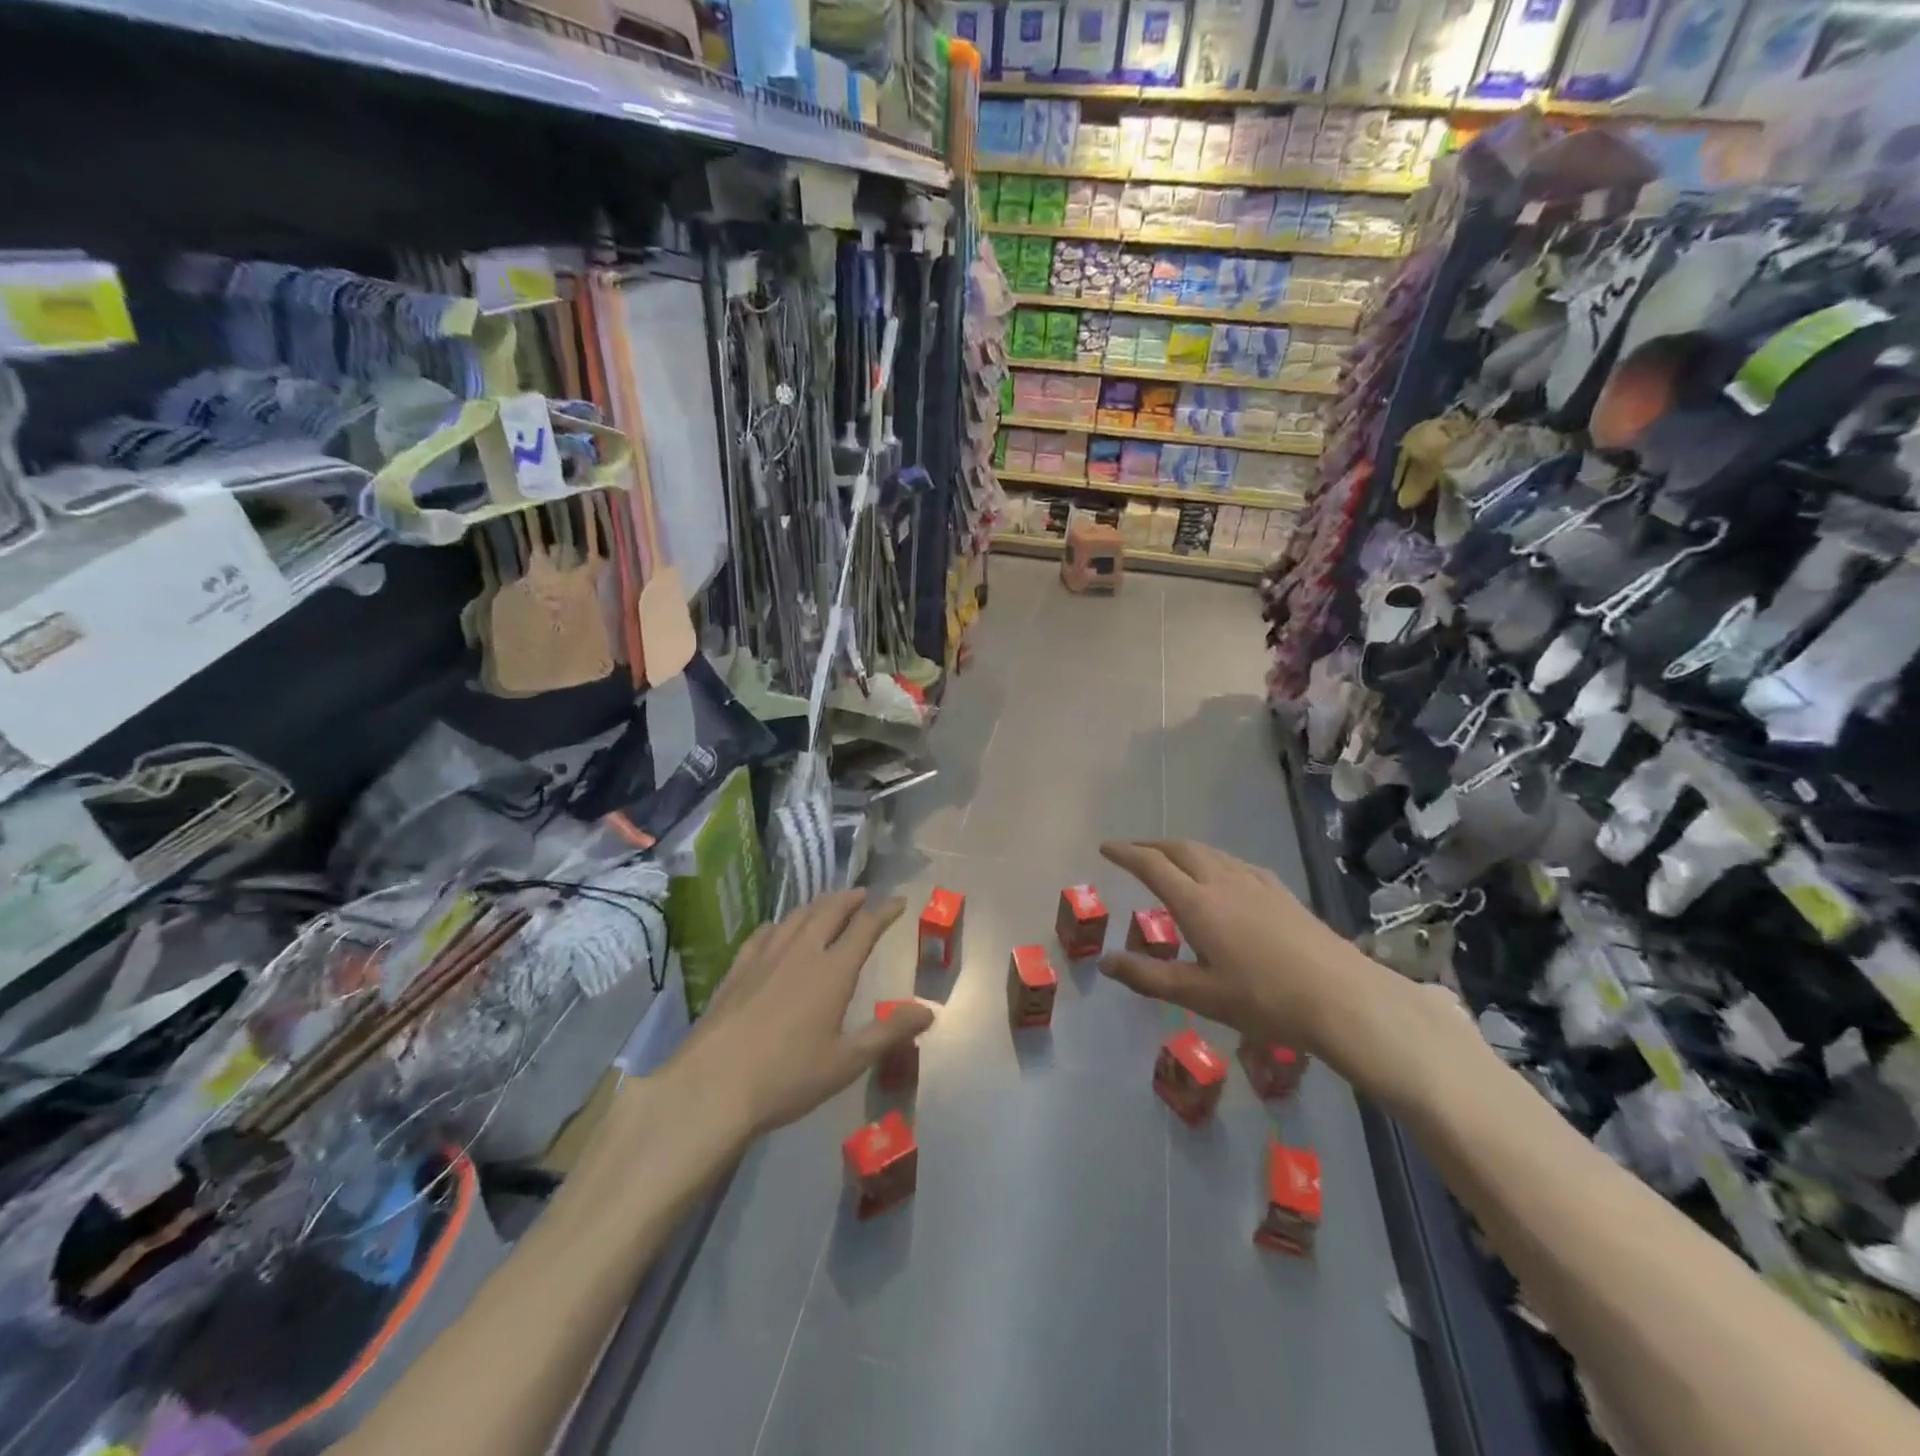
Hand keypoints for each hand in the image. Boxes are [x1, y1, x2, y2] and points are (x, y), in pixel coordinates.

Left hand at [672, 890, 934, 1136]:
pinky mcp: (737, 970)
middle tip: (863, 894)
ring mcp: (765, 958)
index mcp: (833, 971)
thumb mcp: (847, 1062)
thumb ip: (888, 1033)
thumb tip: (928, 1012)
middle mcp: (801, 952)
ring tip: (828, 904)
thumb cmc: (788, 1077)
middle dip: (850, 899)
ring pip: (796, 917)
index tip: (898, 901)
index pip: (865, 928)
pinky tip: (777, 928)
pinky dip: (780, 924)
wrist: (713, 1086)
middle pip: (829, 912)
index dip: (884, 912)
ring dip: (818, 905)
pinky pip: (763, 933)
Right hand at [1097, 839, 1409, 1059]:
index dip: (1125, 854)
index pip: (1152, 866)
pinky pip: (1234, 862)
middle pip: (1180, 849)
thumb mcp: (1198, 995)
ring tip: (1169, 860)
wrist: (1342, 997)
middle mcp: (1222, 882)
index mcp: (1197, 903)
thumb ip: (1148, 977)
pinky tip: (1220, 876)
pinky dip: (1211, 859)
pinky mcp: (1280, 891)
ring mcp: (1255, 882)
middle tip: (1132, 851)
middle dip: (1151, 845)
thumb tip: (1105, 962)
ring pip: (1209, 852)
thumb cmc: (1264, 1000)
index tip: (1105, 848)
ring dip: (1181, 849)